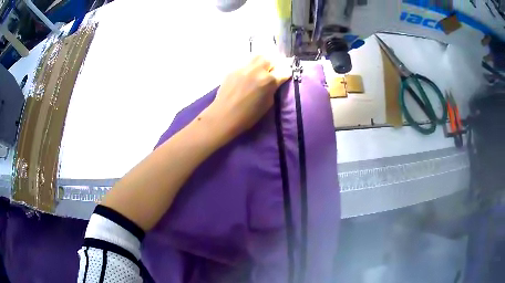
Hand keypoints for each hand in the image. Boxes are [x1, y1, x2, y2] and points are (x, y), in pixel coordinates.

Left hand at [202, 56, 291, 142]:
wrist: (224, 115)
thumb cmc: (248, 115)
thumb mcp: (268, 104)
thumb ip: (273, 89)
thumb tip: (275, 82)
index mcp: (268, 81)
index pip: (283, 71)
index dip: (286, 74)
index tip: (284, 77)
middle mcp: (257, 70)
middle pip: (270, 59)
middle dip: (273, 64)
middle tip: (271, 72)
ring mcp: (244, 68)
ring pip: (257, 57)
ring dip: (262, 62)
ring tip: (260, 71)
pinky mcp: (233, 69)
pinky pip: (245, 63)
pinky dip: (249, 67)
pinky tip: (247, 76)